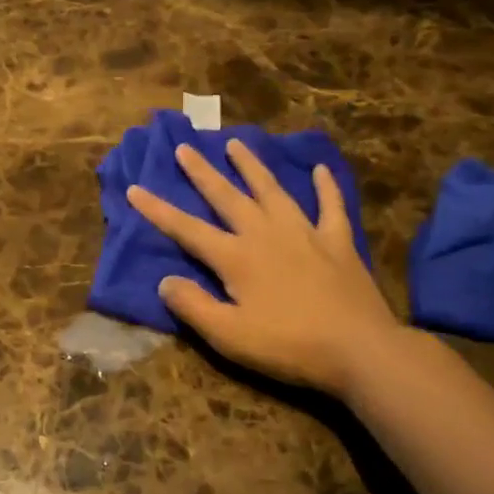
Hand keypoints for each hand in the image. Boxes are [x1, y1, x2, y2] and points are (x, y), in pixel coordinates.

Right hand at [127, 139, 405, 399]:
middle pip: (227, 197)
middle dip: (202, 172)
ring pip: (273, 190)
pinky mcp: (338, 242)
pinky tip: (320, 169)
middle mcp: (266, 234)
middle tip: (184, 148)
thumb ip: (194, 306)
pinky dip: (325, 187)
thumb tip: (165, 281)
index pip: (188, 230)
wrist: (359, 349)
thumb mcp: (229, 336)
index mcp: (237, 258)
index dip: (158, 211)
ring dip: (252, 166)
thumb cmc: (289, 346)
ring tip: (236, 144)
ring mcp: (305, 233)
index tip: (135, 188)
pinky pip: (330, 207)